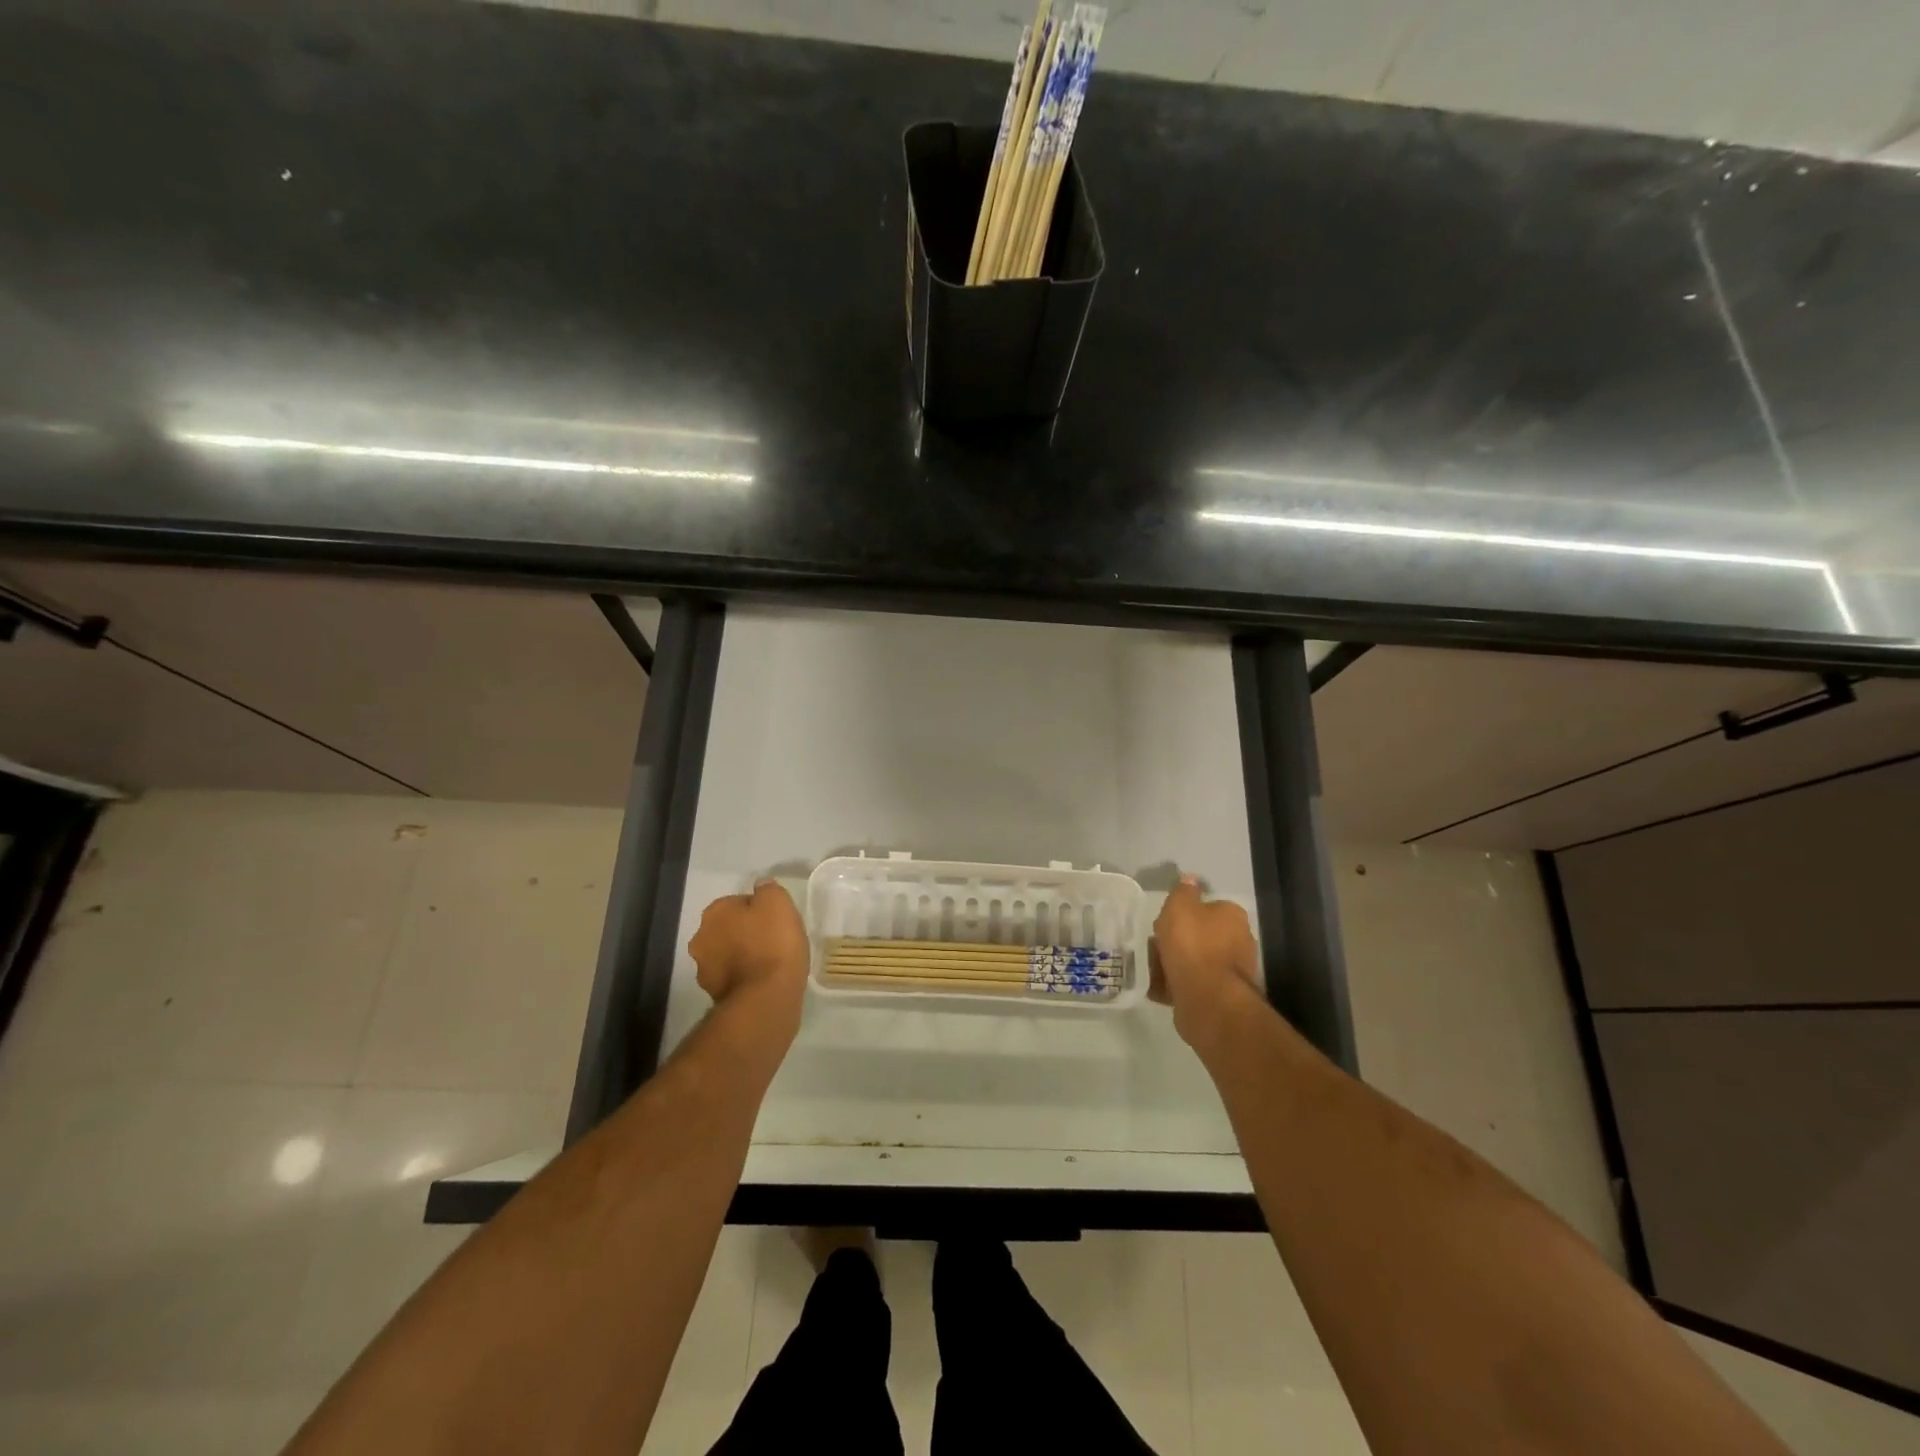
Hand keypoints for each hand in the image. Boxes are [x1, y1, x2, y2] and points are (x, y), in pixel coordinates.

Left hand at [689, 881, 808, 1019]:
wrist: (766, 998)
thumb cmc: (773, 943)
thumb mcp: (778, 902)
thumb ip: (767, 889)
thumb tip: (760, 887)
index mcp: (714, 912)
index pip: (738, 902)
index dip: (760, 910)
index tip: (777, 921)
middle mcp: (701, 938)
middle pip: (729, 928)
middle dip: (746, 932)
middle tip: (774, 940)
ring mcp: (704, 969)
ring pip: (728, 953)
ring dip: (743, 955)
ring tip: (771, 963)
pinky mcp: (714, 995)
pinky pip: (733, 977)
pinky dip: (745, 977)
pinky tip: (764, 981)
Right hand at [1150, 875, 1260, 1048]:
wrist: (1207, 998)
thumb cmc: (1192, 945)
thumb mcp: (1180, 907)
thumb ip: (1183, 892)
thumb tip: (1190, 878)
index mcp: (1233, 917)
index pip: (1210, 907)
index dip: (1186, 913)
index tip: (1167, 921)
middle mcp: (1240, 942)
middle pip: (1204, 936)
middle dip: (1182, 941)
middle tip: (1156, 945)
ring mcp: (1233, 972)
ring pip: (1198, 961)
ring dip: (1178, 964)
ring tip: (1154, 968)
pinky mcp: (1222, 997)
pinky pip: (1194, 985)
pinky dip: (1178, 984)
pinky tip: (1159, 988)